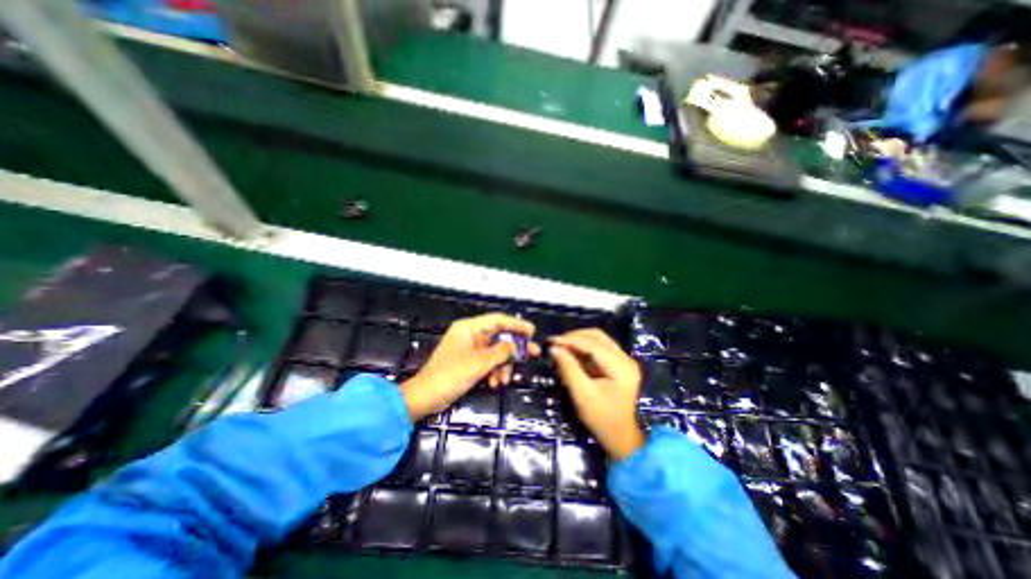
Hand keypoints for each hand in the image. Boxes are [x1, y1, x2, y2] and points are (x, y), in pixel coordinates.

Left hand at [397, 313, 540, 418]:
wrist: (426, 397)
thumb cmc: (450, 375)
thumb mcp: (479, 363)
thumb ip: (500, 352)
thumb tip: (516, 346)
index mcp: (469, 328)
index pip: (497, 320)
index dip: (516, 324)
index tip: (532, 331)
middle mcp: (470, 335)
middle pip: (499, 337)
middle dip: (513, 349)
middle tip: (533, 354)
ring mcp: (470, 349)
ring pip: (495, 352)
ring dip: (502, 365)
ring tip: (504, 380)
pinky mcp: (469, 362)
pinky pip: (488, 362)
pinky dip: (494, 371)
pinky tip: (495, 383)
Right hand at [548, 330, 640, 461]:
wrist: (622, 439)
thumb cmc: (602, 420)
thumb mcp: (582, 395)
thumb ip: (568, 369)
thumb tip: (554, 349)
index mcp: (621, 367)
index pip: (593, 344)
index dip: (570, 340)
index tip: (551, 341)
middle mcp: (625, 359)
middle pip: (597, 336)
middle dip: (575, 337)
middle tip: (556, 343)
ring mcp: (624, 361)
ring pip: (598, 340)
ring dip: (579, 341)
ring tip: (562, 347)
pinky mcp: (619, 365)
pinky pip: (599, 349)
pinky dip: (584, 349)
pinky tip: (572, 354)